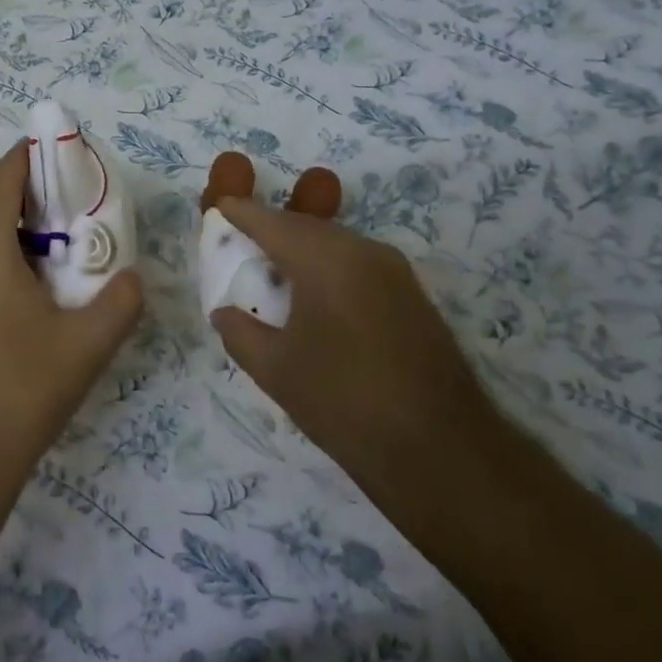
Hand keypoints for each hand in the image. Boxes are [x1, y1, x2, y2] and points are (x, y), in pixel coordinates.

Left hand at [0, 141, 143, 498]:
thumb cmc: (17, 391)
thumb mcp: (85, 345)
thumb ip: (120, 301)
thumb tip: (133, 279)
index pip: (3, 177)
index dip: (31, 158)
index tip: (63, 156)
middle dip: (30, 207)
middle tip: (74, 226)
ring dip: (10, 245)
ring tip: (52, 273)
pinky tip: (16, 315)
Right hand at [209, 197, 504, 513]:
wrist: (442, 451)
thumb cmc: (345, 404)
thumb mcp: (275, 370)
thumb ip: (239, 332)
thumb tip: (224, 312)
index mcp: (325, 260)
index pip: (271, 222)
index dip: (241, 213)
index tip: (218, 210)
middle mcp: (362, 251)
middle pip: (305, 227)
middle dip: (270, 229)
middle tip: (239, 243)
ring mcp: (393, 270)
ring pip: (334, 243)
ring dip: (300, 249)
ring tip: (271, 270)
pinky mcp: (411, 293)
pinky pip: (356, 262)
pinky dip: (326, 266)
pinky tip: (313, 295)